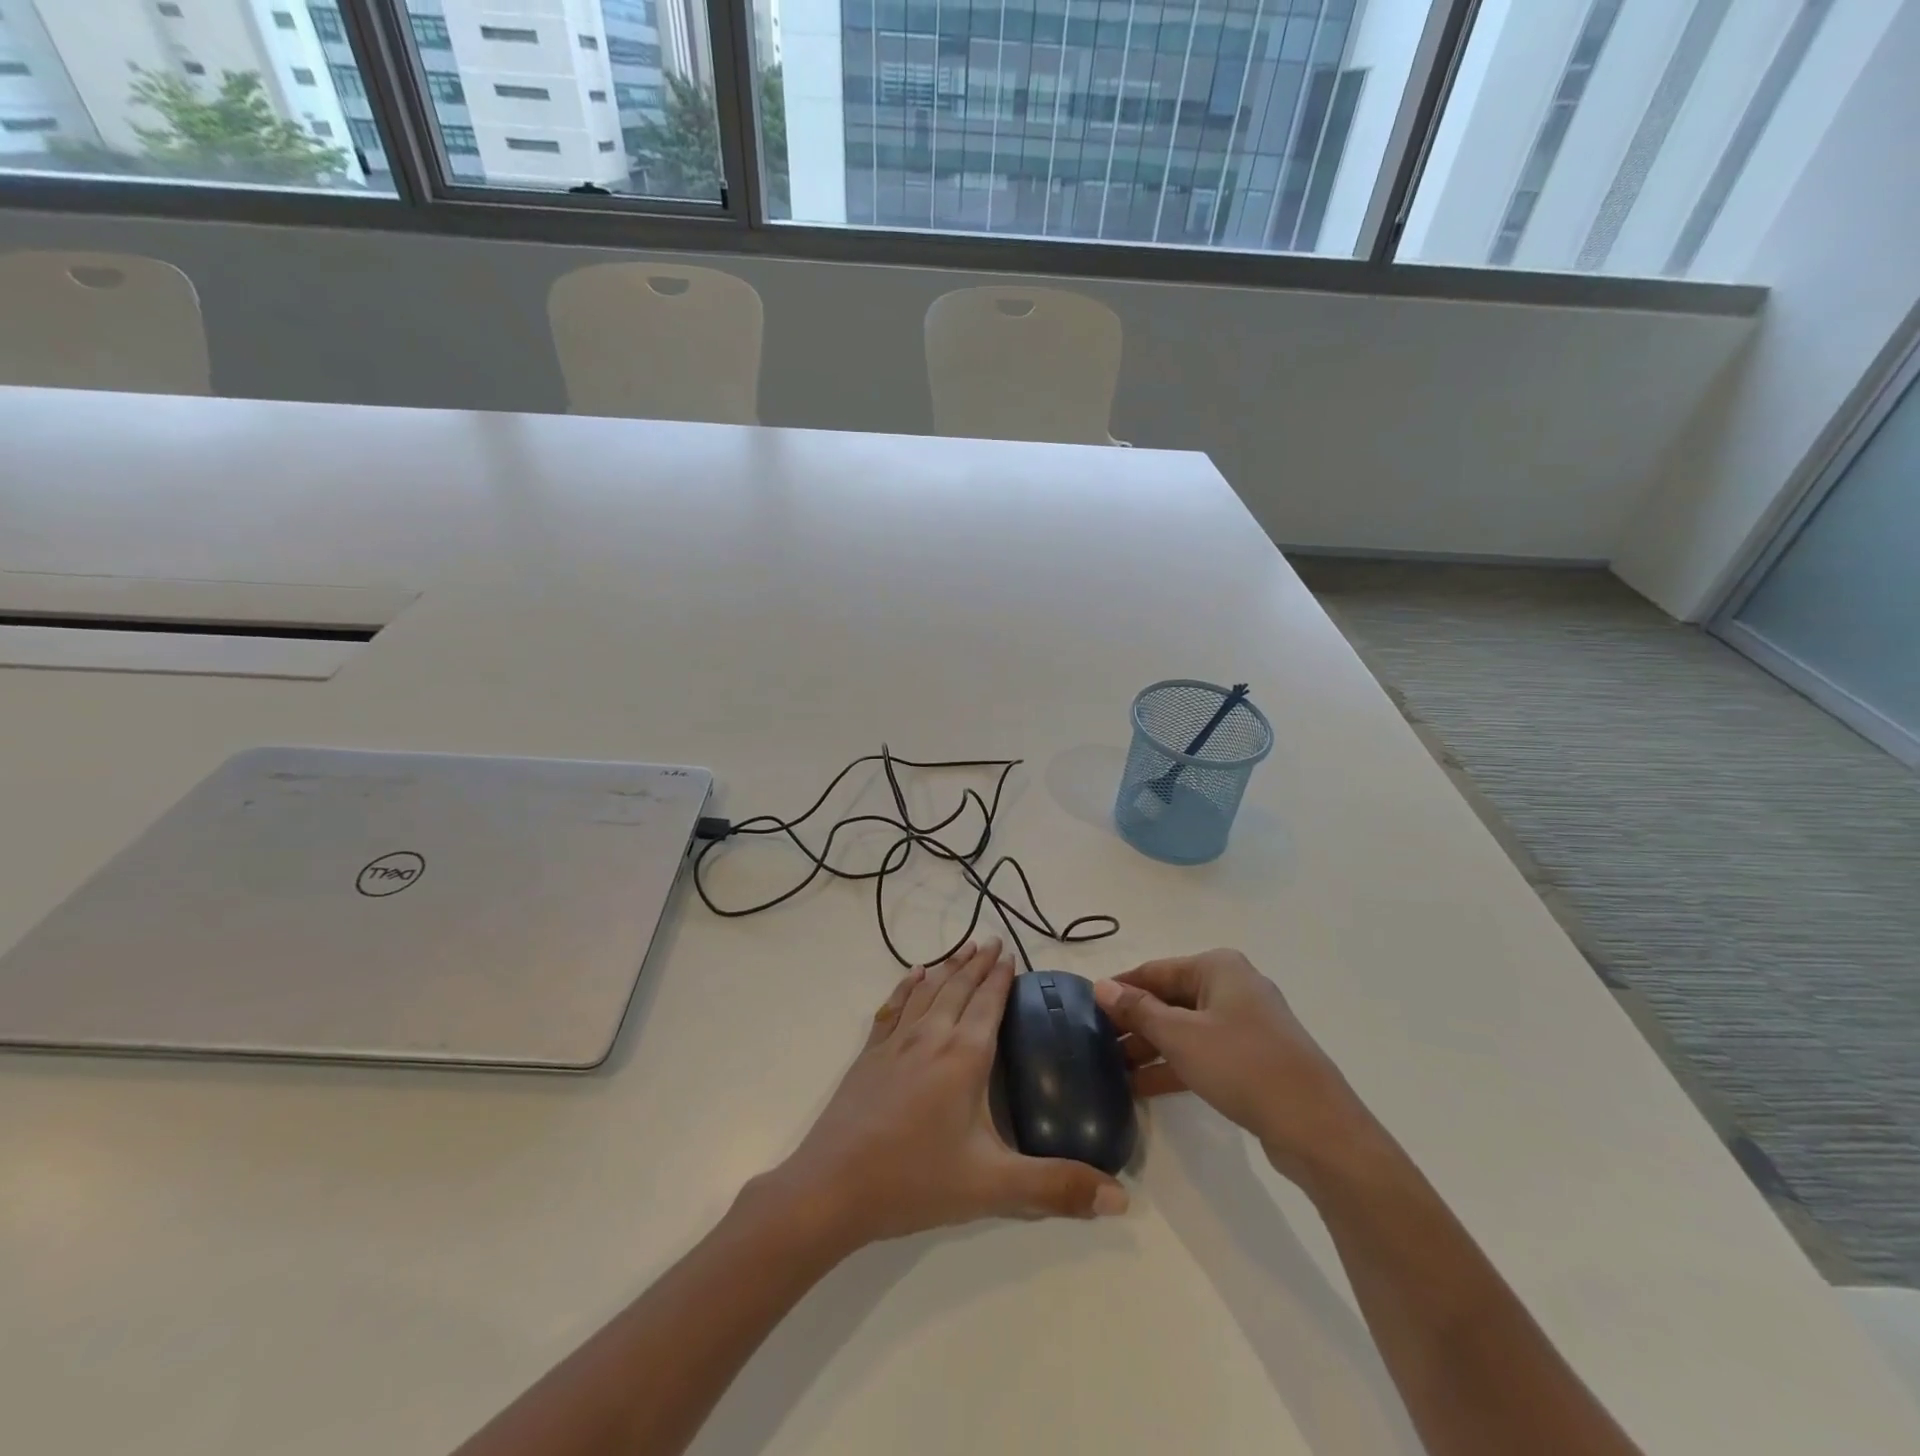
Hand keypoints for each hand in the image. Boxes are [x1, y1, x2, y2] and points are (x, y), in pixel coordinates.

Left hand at [763, 939, 1128, 1254]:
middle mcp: (931, 1036)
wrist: (832, 1188)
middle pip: (959, 988)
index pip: (988, 1004)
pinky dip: (907, 986)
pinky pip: (894, 1007)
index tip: (1011, 953)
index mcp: (963, 1056)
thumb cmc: (916, 1180)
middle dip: (977, 963)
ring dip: (948, 967)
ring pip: (928, 991)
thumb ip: (1056, 1188)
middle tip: (992, 940)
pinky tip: (914, 975)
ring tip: (962, 948)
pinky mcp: (869, 1055)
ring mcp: (895, 1042)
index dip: (1001, 978)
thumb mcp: (993, 1187)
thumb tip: (1122, 1198)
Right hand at [1094, 949, 1379, 1186]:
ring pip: (1185, 1028)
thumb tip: (1101, 986)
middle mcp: (1232, 987)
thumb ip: (1138, 1010)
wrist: (1317, 1127)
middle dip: (1134, 1022)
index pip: (1154, 971)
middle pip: (1170, 999)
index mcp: (1217, 967)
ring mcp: (1245, 1024)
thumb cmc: (1242, 1065)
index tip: (1085, 1008)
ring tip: (1112, 1069)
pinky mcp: (1253, 1058)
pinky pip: (1203, 1052)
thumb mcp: (1180, 1036)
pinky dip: (1174, 1065)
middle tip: (1096, 1045)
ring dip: (1151, 1047)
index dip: (1120, 989)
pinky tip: (1142, 1087)